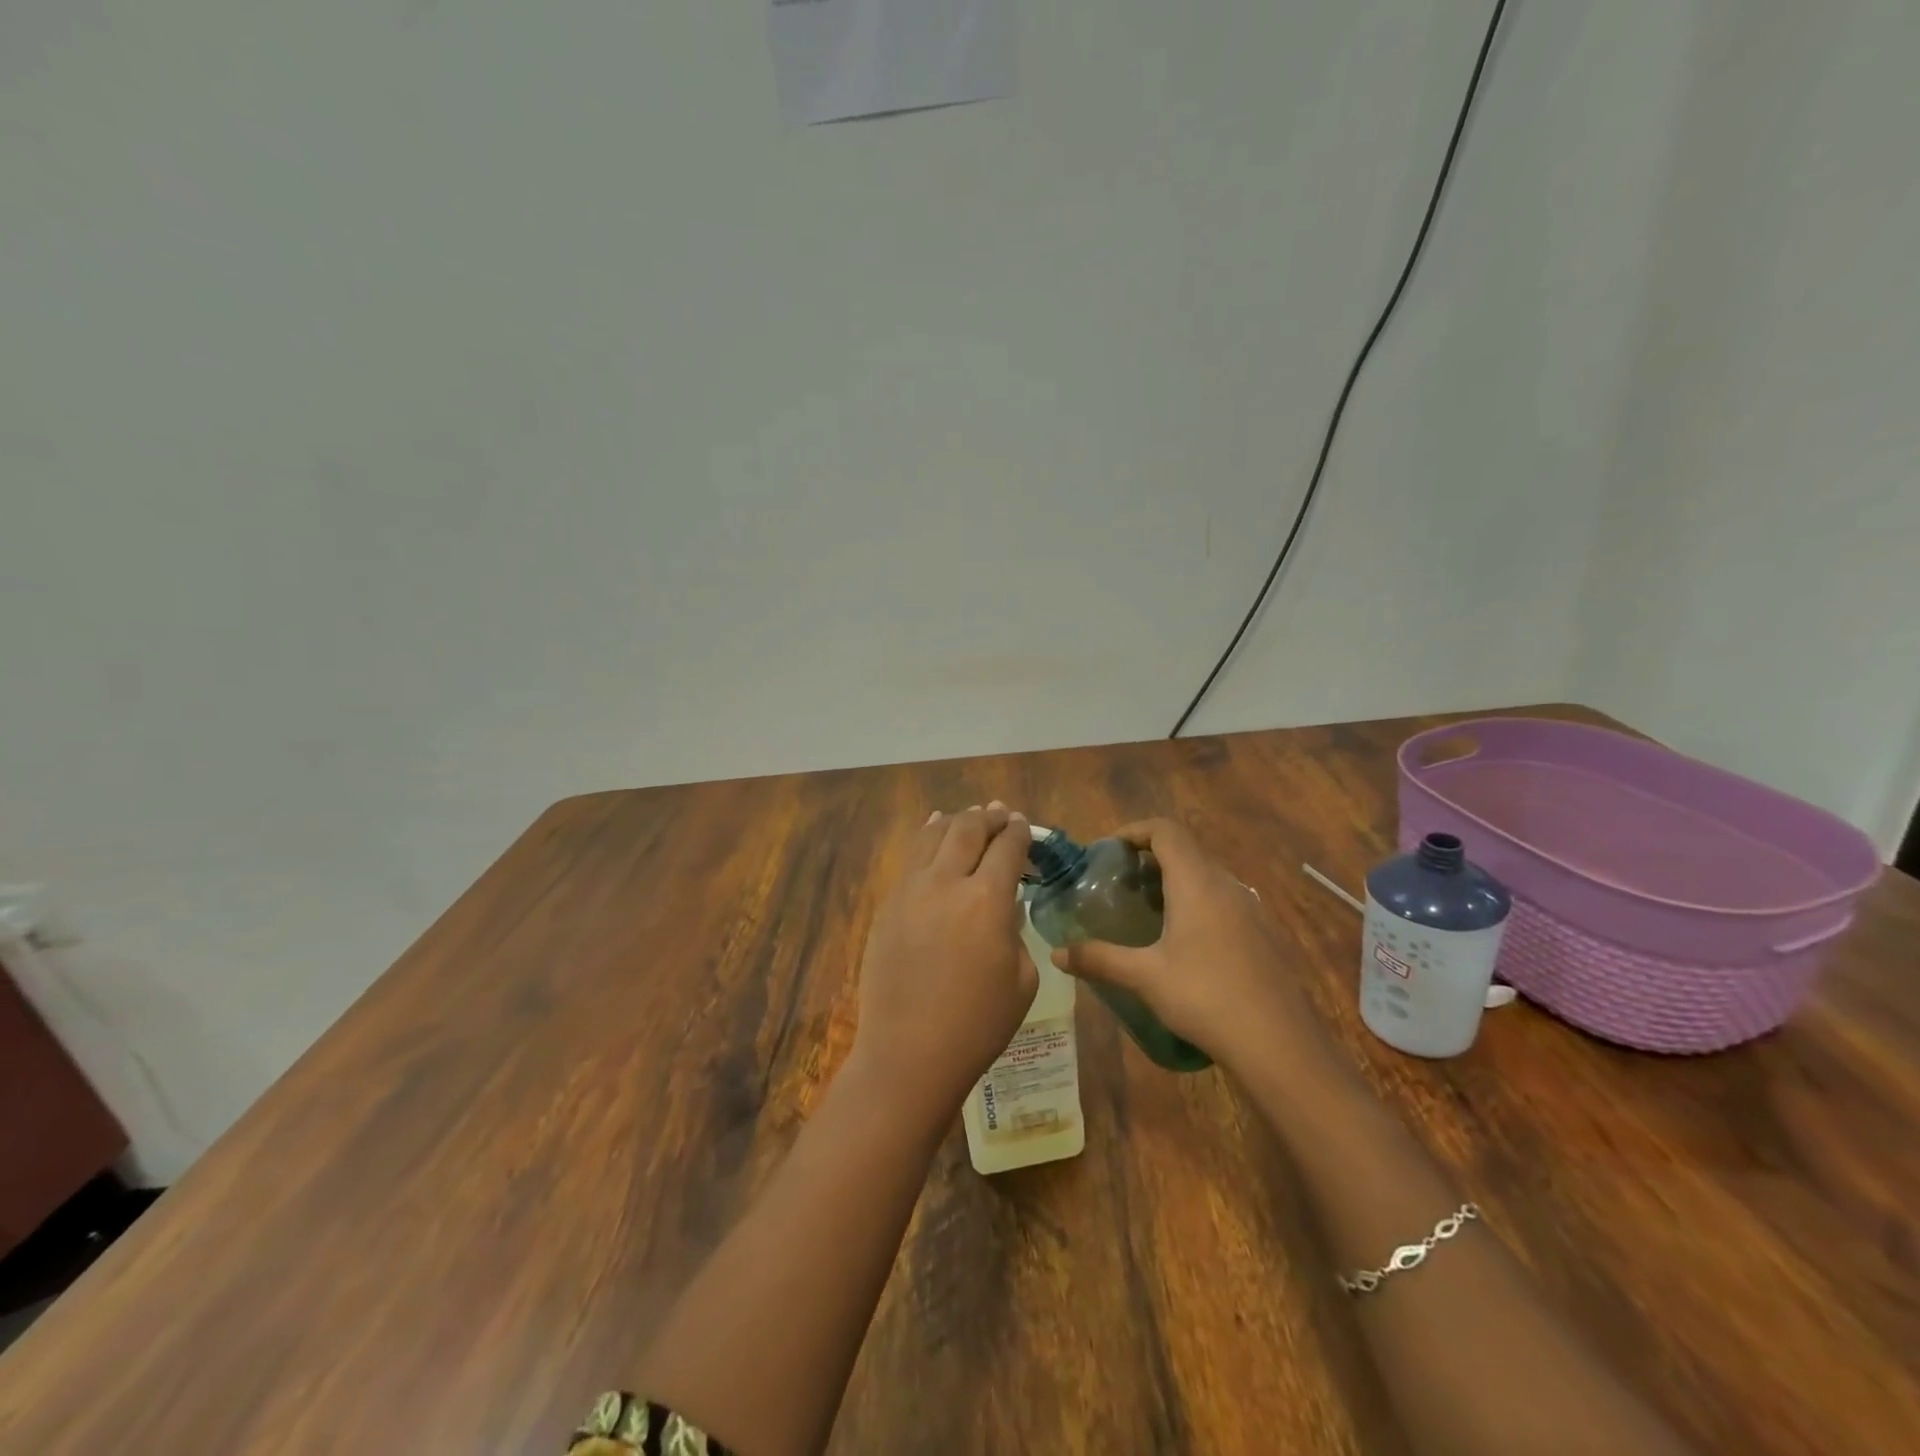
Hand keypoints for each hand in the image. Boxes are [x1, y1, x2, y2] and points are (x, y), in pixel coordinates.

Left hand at [849, 803, 1038, 1124]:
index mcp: (987, 900)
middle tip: (998, 814)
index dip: (1018, 832)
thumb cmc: (978, 1024)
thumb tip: (1002, 906)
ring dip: (955, 821)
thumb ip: (1014, 930)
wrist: (910, 1052)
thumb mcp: (1021, 978)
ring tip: (967, 817)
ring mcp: (910, 890)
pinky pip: (910, 858)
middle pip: (968, 830)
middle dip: (987, 818)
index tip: (1022, 825)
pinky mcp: (888, 904)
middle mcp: (946, 883)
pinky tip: (932, 832)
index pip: (1006, 848)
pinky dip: (926, 838)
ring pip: (933, 835)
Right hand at [1050, 818, 1327, 1073]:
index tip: (1109, 850)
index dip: (1135, 830)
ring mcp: (1252, 909)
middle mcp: (1227, 885)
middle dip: (1151, 858)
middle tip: (1121, 884)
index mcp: (1196, 882)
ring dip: (1176, 883)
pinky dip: (1199, 905)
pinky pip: (1225, 902)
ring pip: (1207, 878)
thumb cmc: (1206, 997)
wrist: (1280, 1045)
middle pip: (1186, 851)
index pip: (1165, 830)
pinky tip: (1186, 945)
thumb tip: (1056, 953)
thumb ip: (1099, 959)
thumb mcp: (1144, 977)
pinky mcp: (1265, 935)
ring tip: (1148, 913)